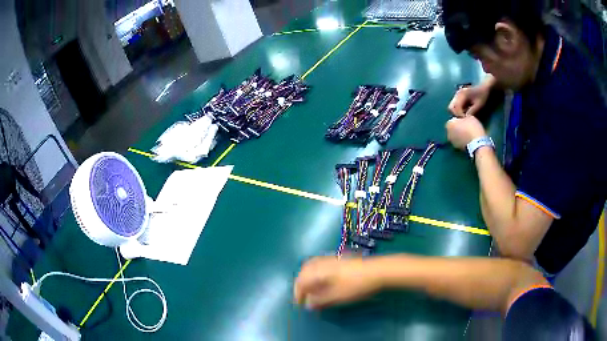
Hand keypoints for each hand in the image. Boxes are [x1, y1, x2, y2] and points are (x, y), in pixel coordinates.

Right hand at [294, 256, 380, 309]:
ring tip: (312, 290)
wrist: (378, 271)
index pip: (301, 281)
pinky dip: (317, 273)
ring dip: (308, 278)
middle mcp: (322, 262)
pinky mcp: (340, 258)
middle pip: (304, 271)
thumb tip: (308, 305)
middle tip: (303, 296)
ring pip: (312, 266)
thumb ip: (320, 300)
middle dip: (301, 284)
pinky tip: (323, 281)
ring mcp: (332, 258)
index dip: (298, 294)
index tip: (300, 305)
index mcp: (318, 270)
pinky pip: (321, 264)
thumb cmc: (356, 285)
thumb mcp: (337, 296)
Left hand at [446, 116, 486, 149]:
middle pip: (453, 129)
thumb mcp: (469, 117)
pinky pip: (459, 142)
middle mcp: (448, 134)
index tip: (465, 120)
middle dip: (458, 128)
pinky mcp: (457, 149)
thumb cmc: (472, 127)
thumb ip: (463, 117)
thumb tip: (462, 119)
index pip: (452, 120)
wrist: (477, 144)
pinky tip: (469, 140)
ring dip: (460, 135)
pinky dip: (462, 141)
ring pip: (456, 136)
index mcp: (449, 124)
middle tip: (467, 127)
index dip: (458, 120)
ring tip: (469, 134)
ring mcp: (452, 143)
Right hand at [448, 85, 489, 116]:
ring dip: (457, 113)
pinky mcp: (459, 97)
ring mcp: (457, 95)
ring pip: (452, 107)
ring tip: (464, 117)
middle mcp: (457, 94)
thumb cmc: (482, 95)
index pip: (456, 107)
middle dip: (456, 115)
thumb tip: (466, 120)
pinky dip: (458, 111)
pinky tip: (465, 113)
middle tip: (464, 120)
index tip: (465, 122)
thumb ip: (472, 111)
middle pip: (451, 107)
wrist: (484, 86)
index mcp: (462, 94)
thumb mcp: (479, 104)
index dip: (459, 116)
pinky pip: (455, 106)